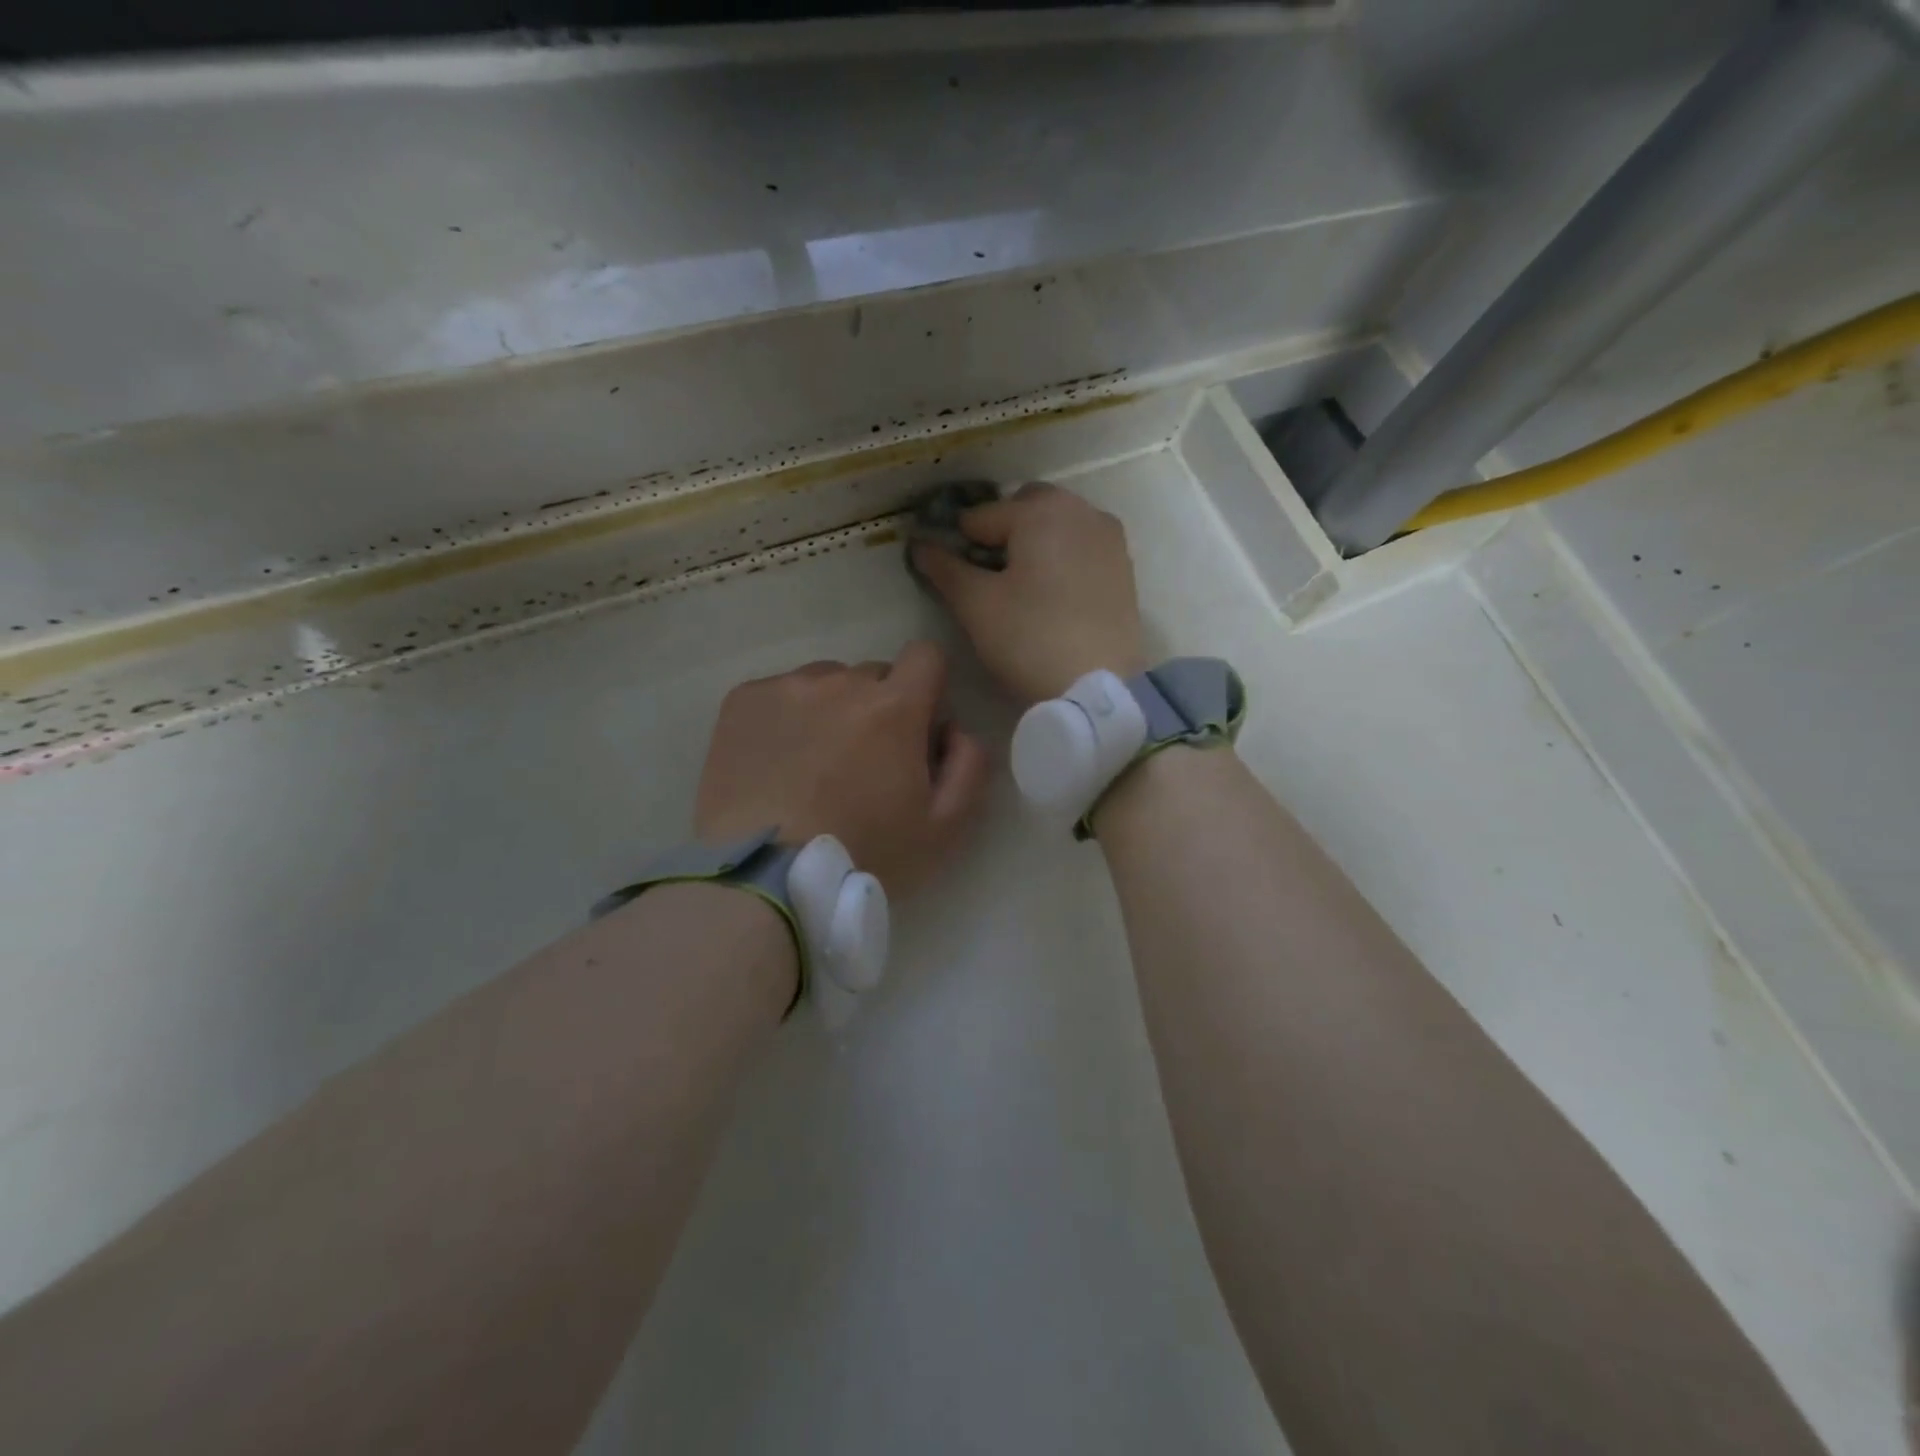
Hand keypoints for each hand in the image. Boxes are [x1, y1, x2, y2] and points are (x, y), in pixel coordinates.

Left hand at [694, 641, 989, 897]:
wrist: (765, 876)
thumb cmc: (863, 854)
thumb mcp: (943, 828)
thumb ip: (969, 766)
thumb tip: (955, 729)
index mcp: (894, 707)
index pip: (926, 655)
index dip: (927, 687)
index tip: (916, 727)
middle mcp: (840, 682)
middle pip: (873, 675)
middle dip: (878, 708)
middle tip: (862, 762)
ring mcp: (787, 688)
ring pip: (824, 682)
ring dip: (830, 710)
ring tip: (812, 765)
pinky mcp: (742, 700)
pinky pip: (779, 693)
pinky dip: (785, 719)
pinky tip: (775, 764)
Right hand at [910, 482, 1145, 702]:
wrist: (1098, 687)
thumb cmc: (1030, 639)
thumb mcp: (976, 605)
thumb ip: (944, 568)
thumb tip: (920, 544)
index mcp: (1040, 511)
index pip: (980, 517)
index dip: (957, 544)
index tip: (949, 574)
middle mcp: (1079, 510)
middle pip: (1024, 509)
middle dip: (1000, 533)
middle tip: (986, 578)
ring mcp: (1107, 537)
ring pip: (1056, 525)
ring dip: (1032, 543)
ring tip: (1019, 588)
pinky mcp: (1123, 566)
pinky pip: (1080, 546)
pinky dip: (1060, 558)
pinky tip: (1050, 596)